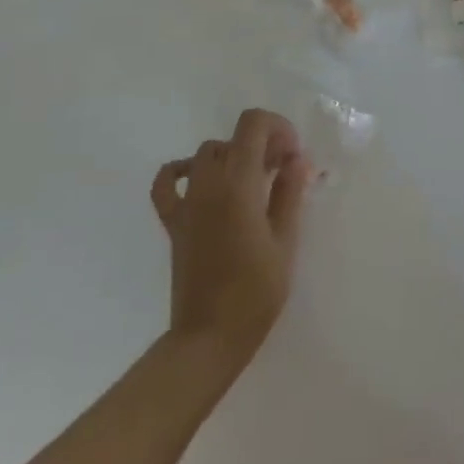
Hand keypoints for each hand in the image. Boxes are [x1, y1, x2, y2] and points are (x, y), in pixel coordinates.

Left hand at [150, 109, 310, 365]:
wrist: (208, 339)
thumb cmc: (255, 293)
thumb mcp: (284, 241)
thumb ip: (289, 193)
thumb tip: (296, 160)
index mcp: (238, 184)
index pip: (252, 124)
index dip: (277, 127)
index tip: (292, 156)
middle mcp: (208, 184)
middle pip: (233, 138)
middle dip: (261, 144)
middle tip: (282, 172)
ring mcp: (186, 202)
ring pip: (207, 153)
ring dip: (233, 156)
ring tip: (253, 182)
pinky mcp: (173, 222)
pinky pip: (167, 182)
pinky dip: (181, 171)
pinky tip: (200, 181)